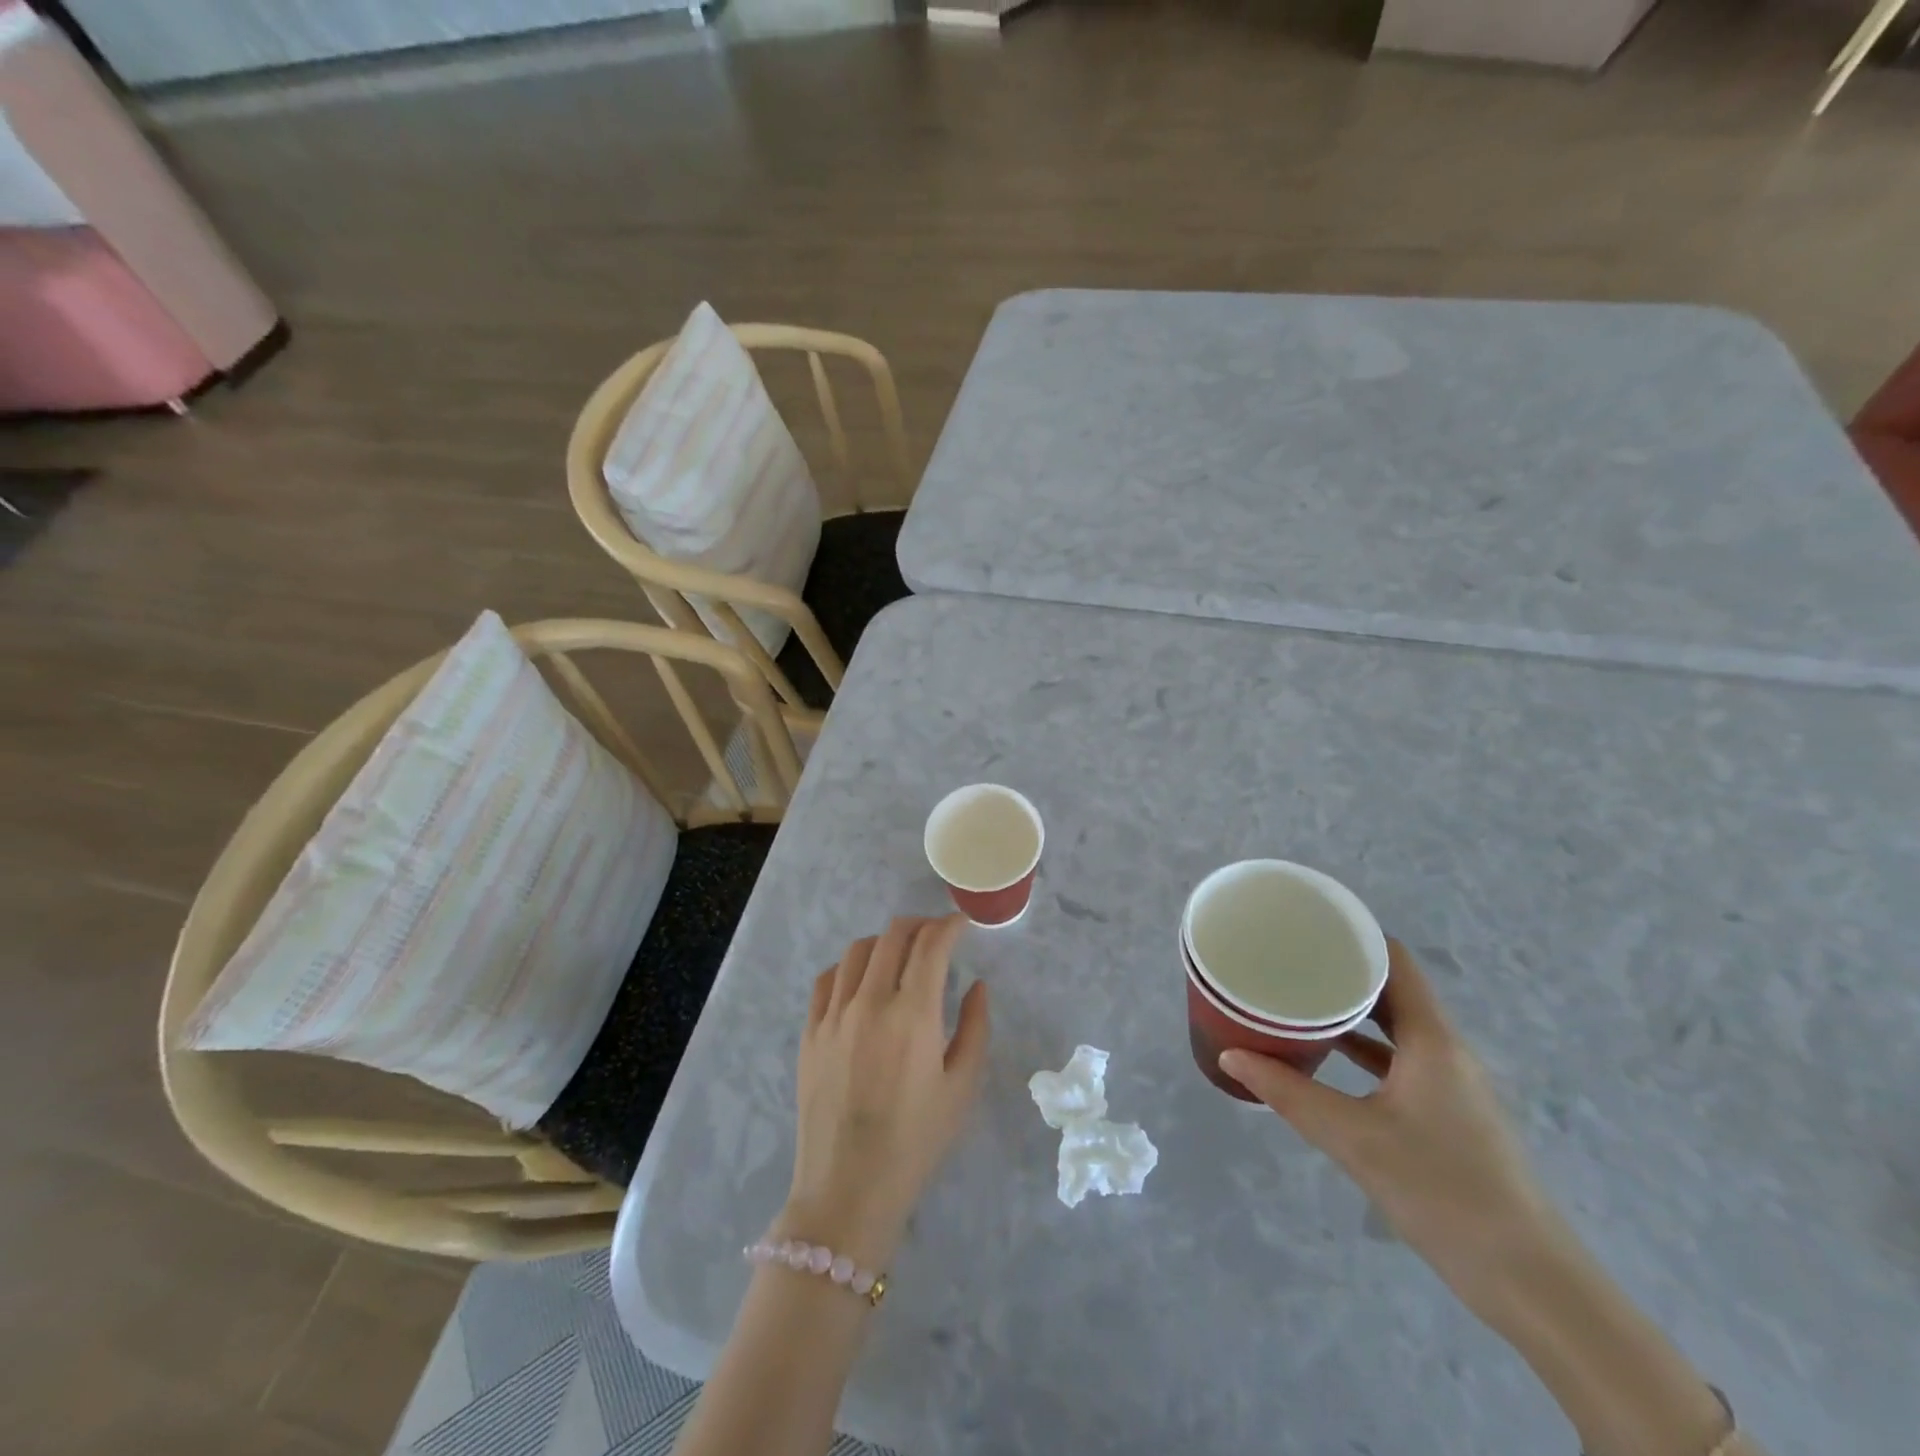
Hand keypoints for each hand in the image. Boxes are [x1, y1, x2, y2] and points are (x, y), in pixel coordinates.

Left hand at [778, 915, 990, 1269]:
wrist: (849, 1188)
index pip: (931, 945)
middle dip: (920, 925)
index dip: (950, 926)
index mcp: (913, 1014)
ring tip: (900, 955)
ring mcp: (834, 1014)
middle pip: (893, 935)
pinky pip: (826, 979)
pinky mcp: (809, 1032)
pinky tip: (861, 981)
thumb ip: (975, 1027)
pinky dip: (848, 967)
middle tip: (936, 935)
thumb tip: (977, 985)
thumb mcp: (962, 1087)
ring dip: (885, 942)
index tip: (962, 925)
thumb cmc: (916, 1141)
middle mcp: (870, 1002)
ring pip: (858, 950)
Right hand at [1220, 940, 1563, 1321]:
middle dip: (1342, 970)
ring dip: (1351, 1010)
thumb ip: (1289, 1093)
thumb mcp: (1354, 1138)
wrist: (1529, 1281)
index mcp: (1432, 1040)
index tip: (1307, 923)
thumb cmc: (1442, 1191)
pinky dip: (1363, 1049)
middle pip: (1393, 989)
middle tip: (1288, 957)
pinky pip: (1398, 1061)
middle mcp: (1445, 1050)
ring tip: (1298, 996)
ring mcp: (1449, 1083)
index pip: (1396, 961)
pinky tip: (1325, 1056)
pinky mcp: (1446, 1113)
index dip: (1355, 934)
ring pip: (1395, 1027)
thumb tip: (1230, 1053)